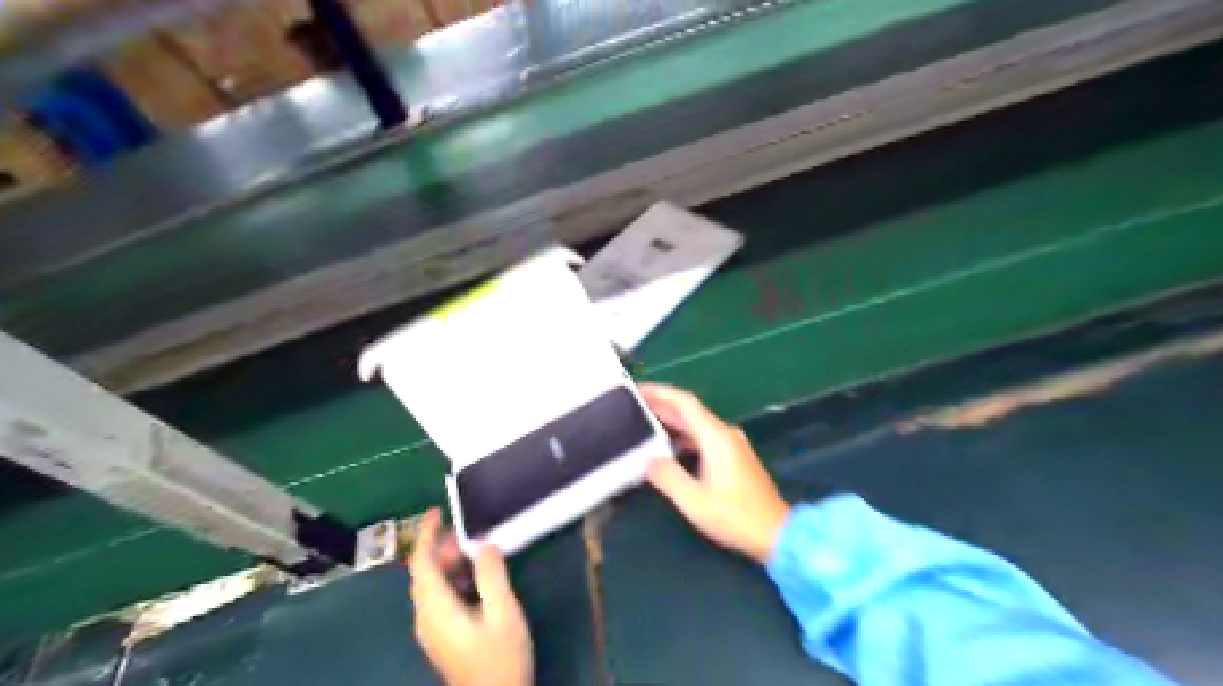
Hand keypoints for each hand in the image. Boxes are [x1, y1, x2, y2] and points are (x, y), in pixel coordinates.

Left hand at [409, 510, 531, 684]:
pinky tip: (478, 580)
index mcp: (435, 608)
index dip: (426, 534)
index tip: (437, 511)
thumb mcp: (503, 612)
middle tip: (471, 532)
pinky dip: (454, 579)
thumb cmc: (500, 658)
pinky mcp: (442, 636)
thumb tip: (484, 544)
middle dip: (444, 548)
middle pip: (425, 573)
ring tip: (478, 551)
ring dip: (451, 564)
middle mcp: (426, 617)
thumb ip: (492, 574)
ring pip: (433, 585)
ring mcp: (432, 629)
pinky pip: (440, 598)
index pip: (421, 563)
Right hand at [641, 382, 793, 563]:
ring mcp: (732, 445)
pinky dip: (683, 437)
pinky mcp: (734, 457)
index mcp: (715, 437)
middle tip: (632, 406)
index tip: (637, 390)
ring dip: (672, 422)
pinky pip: (704, 437)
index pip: (684, 403)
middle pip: (689, 411)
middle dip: (661, 406)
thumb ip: (668, 477)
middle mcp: (724, 434)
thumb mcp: (694, 501)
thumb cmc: (735, 517)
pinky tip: (668, 447)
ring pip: (696, 425)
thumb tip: (648, 461)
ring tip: (644, 425)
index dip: (659, 392)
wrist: (776, 533)